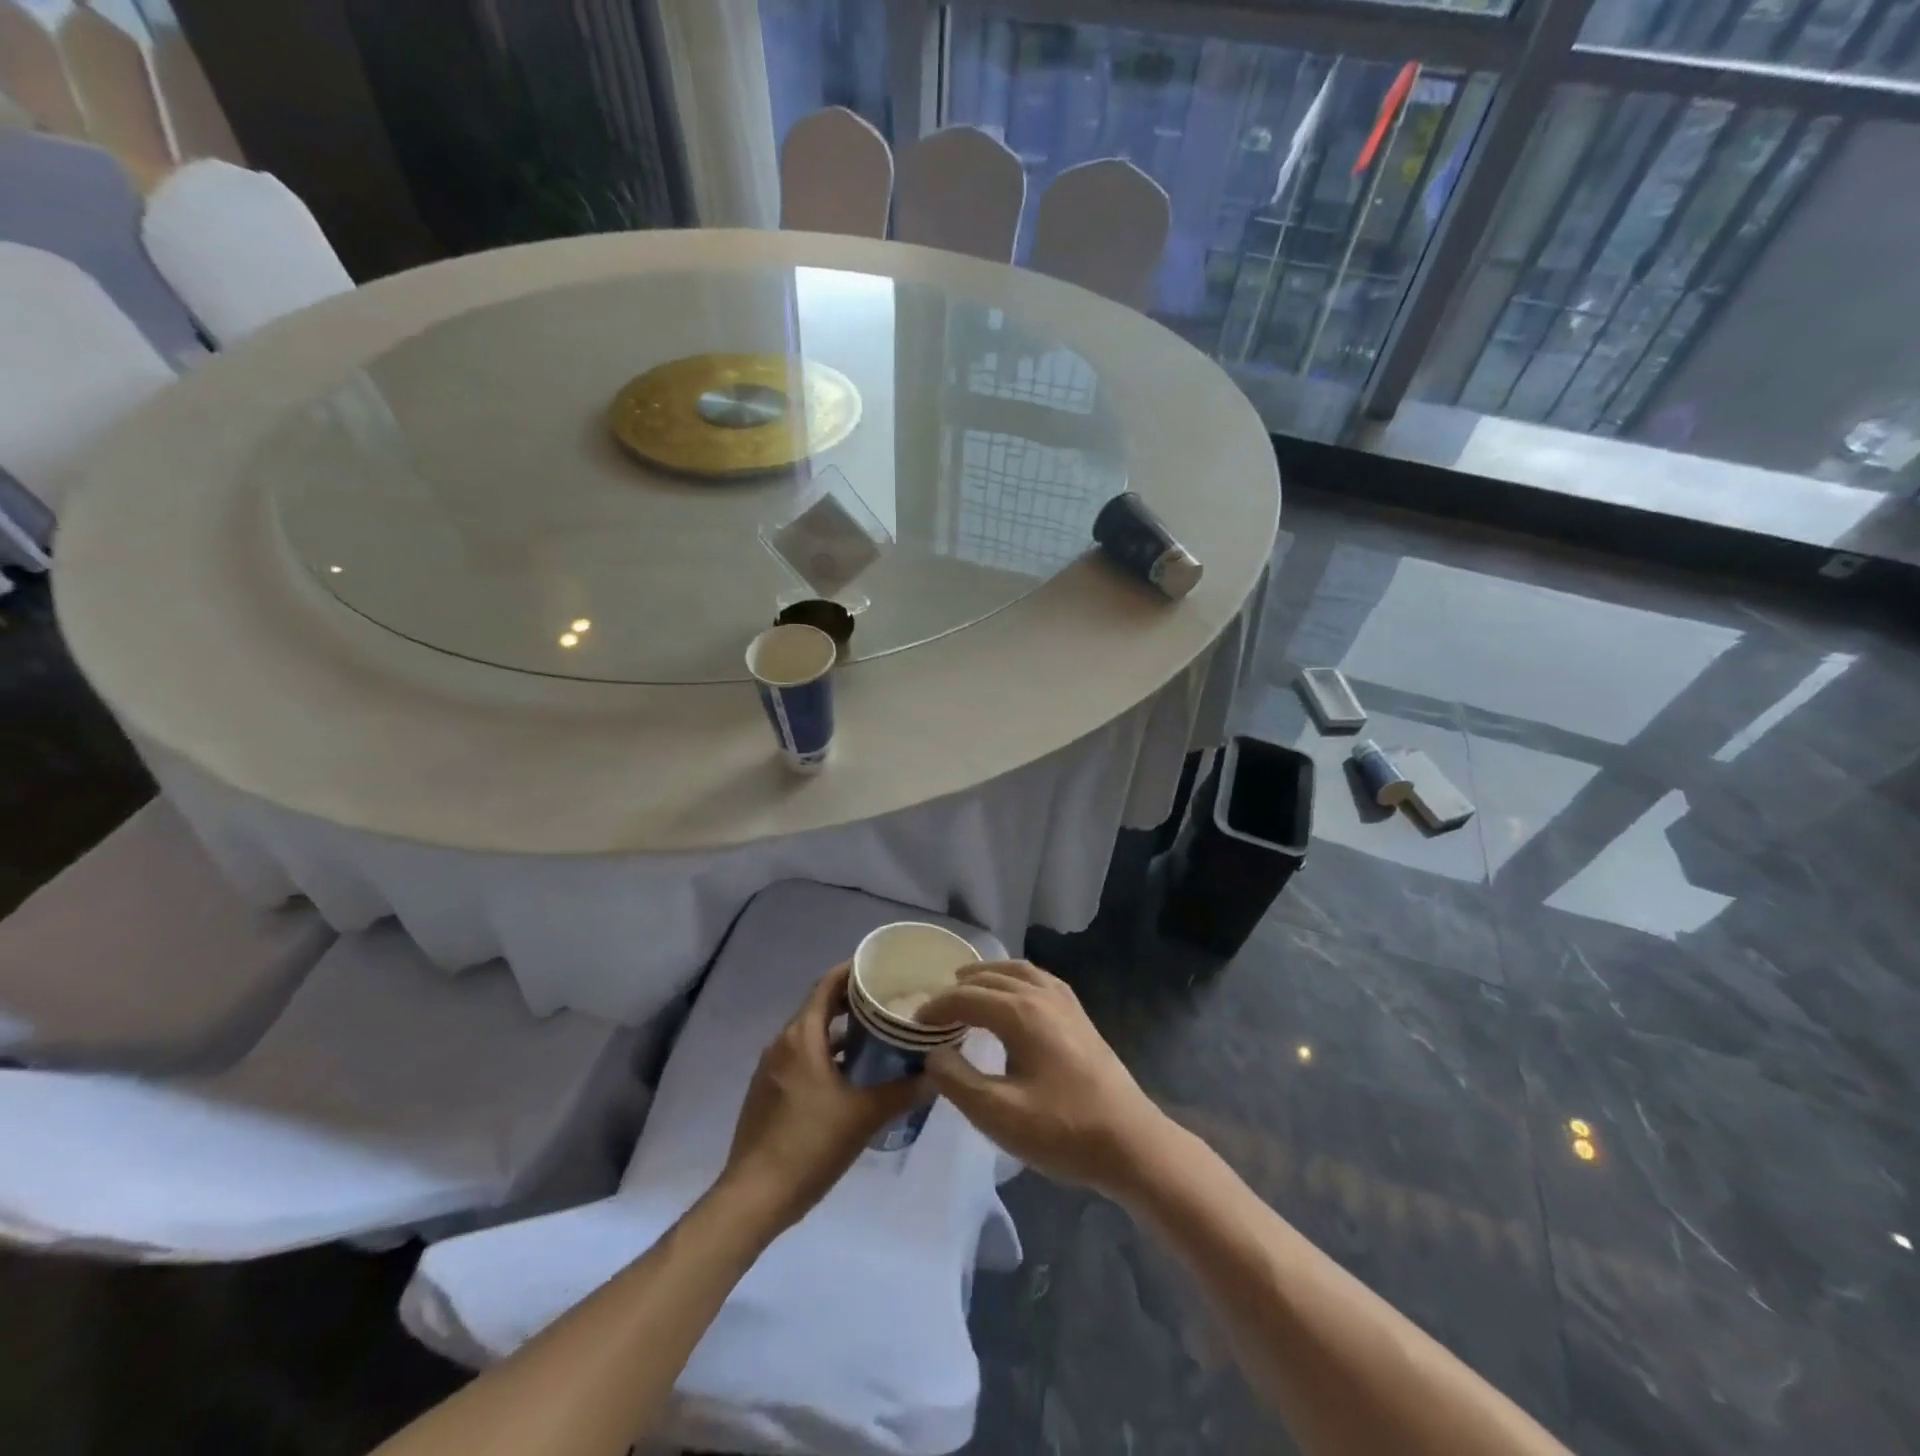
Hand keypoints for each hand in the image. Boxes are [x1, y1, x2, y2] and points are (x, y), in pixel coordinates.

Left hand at [719, 963, 924, 1232]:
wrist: (753, 1198)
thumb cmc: (809, 1145)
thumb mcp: (864, 1116)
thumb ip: (903, 1091)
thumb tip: (936, 1074)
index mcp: (801, 1037)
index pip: (827, 985)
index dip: (853, 971)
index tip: (882, 967)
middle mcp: (782, 1044)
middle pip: (819, 1007)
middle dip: (852, 1001)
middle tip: (889, 1001)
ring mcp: (771, 1069)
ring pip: (810, 1035)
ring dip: (840, 1031)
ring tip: (877, 1035)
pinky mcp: (768, 1092)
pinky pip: (801, 1058)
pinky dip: (826, 1054)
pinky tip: (851, 1075)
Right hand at [918, 962, 1168, 1200]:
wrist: (1130, 1143)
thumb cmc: (1062, 1131)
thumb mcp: (999, 1115)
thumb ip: (958, 1081)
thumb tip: (933, 1054)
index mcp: (1020, 1013)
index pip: (966, 998)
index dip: (936, 1008)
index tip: (913, 1025)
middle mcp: (1042, 995)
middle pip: (990, 977)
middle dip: (957, 988)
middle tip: (934, 1009)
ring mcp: (1065, 1002)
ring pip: (1018, 971)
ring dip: (988, 975)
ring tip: (966, 986)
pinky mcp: (1080, 1015)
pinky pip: (1039, 979)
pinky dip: (1015, 977)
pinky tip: (1013, 995)